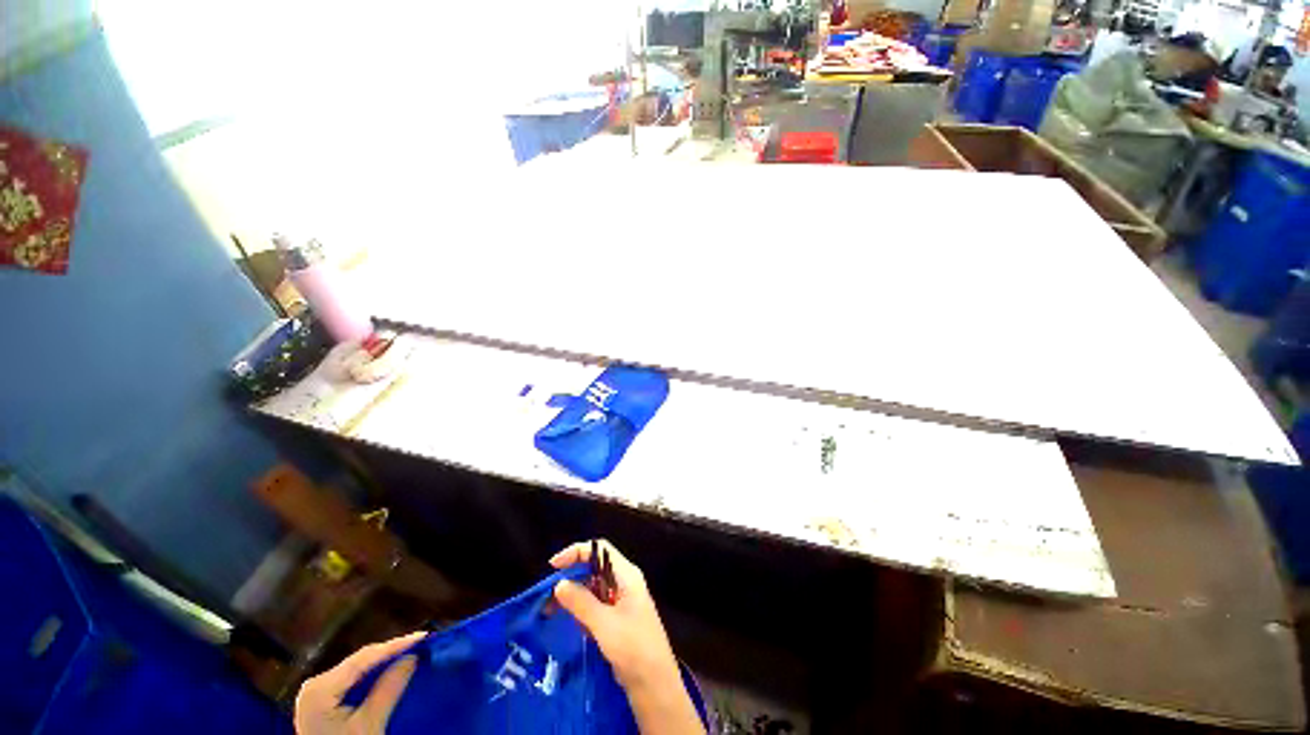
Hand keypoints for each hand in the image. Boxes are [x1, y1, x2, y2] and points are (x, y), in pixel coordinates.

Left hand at [294, 631, 424, 734]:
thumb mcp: (369, 725)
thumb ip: (388, 690)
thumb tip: (412, 657)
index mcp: (320, 688)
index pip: (363, 658)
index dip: (395, 645)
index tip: (423, 636)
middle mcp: (315, 684)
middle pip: (359, 662)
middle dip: (391, 652)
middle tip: (421, 643)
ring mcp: (317, 693)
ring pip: (357, 669)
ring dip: (384, 662)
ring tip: (411, 652)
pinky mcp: (323, 702)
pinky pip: (352, 681)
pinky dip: (373, 675)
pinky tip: (391, 670)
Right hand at [551, 541, 704, 734]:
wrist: (655, 685)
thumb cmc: (633, 648)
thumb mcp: (604, 623)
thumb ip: (581, 602)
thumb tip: (559, 584)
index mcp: (627, 575)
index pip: (601, 550)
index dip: (577, 552)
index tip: (553, 566)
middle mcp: (625, 583)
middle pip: (595, 568)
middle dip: (572, 576)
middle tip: (548, 594)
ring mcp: (622, 601)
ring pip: (594, 588)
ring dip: (575, 595)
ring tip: (552, 610)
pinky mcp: (618, 619)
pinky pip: (597, 606)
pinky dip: (582, 610)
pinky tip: (572, 623)